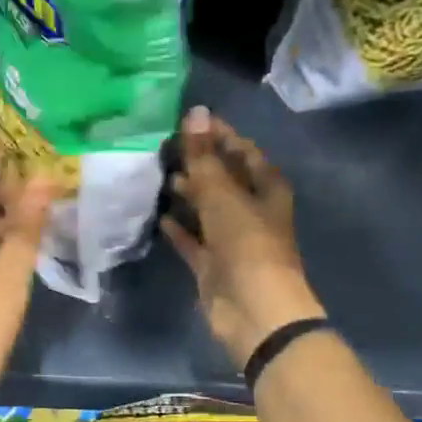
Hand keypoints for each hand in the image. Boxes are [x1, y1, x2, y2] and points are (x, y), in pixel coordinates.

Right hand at [162, 106, 326, 366]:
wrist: (253, 310)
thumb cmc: (247, 244)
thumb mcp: (223, 195)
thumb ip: (204, 156)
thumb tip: (195, 112)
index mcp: (266, 188)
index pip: (243, 151)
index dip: (219, 135)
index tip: (189, 120)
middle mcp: (251, 210)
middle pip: (223, 178)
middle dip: (198, 162)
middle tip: (162, 145)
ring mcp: (231, 239)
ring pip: (206, 208)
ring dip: (187, 192)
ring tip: (156, 173)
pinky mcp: (212, 264)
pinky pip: (193, 239)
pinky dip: (179, 228)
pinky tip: (158, 215)